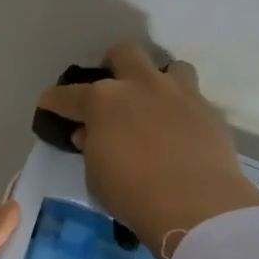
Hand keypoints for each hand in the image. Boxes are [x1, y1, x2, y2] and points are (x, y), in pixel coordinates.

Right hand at [36, 42, 258, 258]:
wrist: (195, 204)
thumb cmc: (131, 193)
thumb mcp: (94, 176)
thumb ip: (90, 148)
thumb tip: (89, 134)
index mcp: (102, 101)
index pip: (67, 94)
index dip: (54, 101)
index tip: (49, 106)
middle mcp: (140, 86)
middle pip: (123, 54)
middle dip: (113, 66)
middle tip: (111, 92)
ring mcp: (179, 94)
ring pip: (169, 67)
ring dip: (157, 81)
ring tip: (154, 105)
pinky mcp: (209, 111)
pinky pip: (192, 99)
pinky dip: (180, 110)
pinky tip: (178, 132)